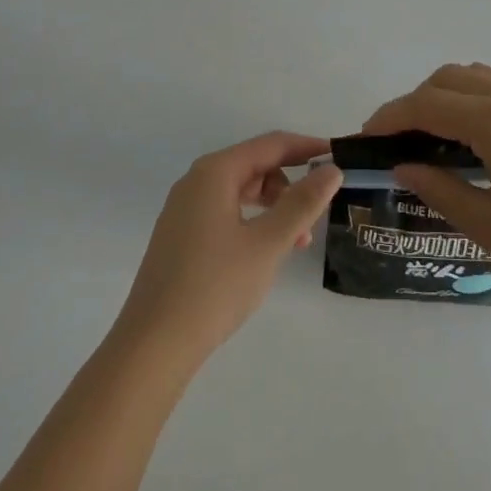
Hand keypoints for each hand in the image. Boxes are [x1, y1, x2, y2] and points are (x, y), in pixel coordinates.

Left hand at [114, 132, 342, 364]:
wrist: (152, 346)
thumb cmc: (214, 286)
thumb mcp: (268, 243)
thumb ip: (302, 204)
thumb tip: (332, 170)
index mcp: (215, 172)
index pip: (271, 144)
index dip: (307, 147)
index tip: (339, 156)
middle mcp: (196, 182)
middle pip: (255, 165)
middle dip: (291, 184)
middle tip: (317, 214)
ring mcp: (185, 210)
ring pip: (242, 191)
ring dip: (274, 207)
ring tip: (297, 242)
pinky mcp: (181, 236)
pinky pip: (226, 212)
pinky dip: (253, 222)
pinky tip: (266, 252)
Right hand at [363, 63, 490, 320]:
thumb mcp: (487, 226)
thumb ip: (439, 188)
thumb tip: (403, 165)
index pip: (428, 104)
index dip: (392, 116)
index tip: (368, 135)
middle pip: (452, 78)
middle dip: (419, 101)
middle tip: (402, 139)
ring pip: (484, 77)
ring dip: (453, 96)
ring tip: (441, 137)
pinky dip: (486, 102)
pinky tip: (488, 143)